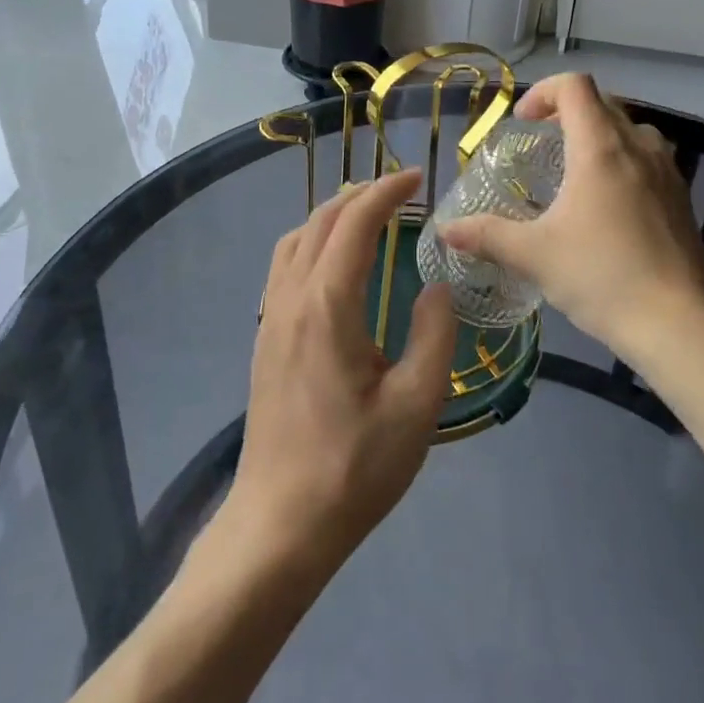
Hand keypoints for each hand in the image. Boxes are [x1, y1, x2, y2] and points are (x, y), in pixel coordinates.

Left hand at [223, 168, 456, 577]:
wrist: (280, 523)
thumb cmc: (354, 467)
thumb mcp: (417, 405)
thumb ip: (434, 334)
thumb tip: (438, 285)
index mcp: (327, 305)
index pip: (354, 223)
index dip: (385, 192)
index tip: (417, 179)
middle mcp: (291, 298)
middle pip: (320, 222)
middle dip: (360, 195)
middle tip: (400, 190)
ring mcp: (270, 318)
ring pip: (295, 240)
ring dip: (331, 215)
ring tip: (368, 215)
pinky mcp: (265, 339)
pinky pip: (284, 266)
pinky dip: (312, 241)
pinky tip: (334, 263)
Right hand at [439, 74, 703, 366]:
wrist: (681, 326)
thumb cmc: (603, 278)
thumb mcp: (534, 256)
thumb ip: (487, 236)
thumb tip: (446, 230)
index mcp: (600, 149)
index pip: (574, 86)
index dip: (543, 92)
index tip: (523, 123)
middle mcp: (638, 147)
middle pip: (602, 103)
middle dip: (566, 113)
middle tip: (541, 145)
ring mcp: (667, 172)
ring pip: (629, 130)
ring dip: (598, 136)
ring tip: (574, 173)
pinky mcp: (682, 198)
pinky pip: (648, 159)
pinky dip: (622, 162)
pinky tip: (606, 207)